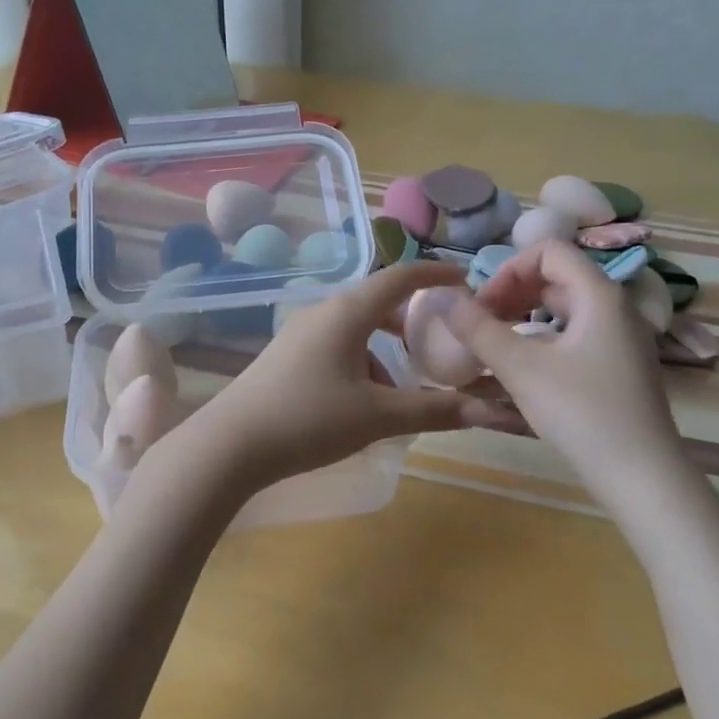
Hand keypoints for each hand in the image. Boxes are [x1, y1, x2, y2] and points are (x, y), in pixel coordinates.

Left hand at [182, 262, 523, 493]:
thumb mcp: (377, 416)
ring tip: (400, 391)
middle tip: (439, 344)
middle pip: (377, 302)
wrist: (230, 444)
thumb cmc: (309, 419)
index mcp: (348, 312)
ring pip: (355, 329)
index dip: (435, 275)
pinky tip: (361, 404)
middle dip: (411, 321)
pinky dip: (359, 362)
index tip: (464, 280)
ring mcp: (300, 332)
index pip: (400, 277)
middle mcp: (323, 311)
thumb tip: (487, 411)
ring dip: (384, 351)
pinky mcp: (286, 355)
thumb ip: (432, 410)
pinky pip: (335, 345)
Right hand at [444, 241, 686, 491]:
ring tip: (497, 340)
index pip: (548, 251)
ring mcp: (622, 337)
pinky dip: (545, 334)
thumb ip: (478, 330)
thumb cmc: (581, 413)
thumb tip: (442, 298)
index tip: (483, 306)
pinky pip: (577, 331)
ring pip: (566, 305)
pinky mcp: (620, 365)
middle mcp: (616, 307)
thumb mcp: (521, 369)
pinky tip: (526, 364)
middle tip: (482, 323)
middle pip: (557, 276)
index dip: (508, 270)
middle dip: (512, 291)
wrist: (642, 477)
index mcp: (598, 295)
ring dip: (526, 312)